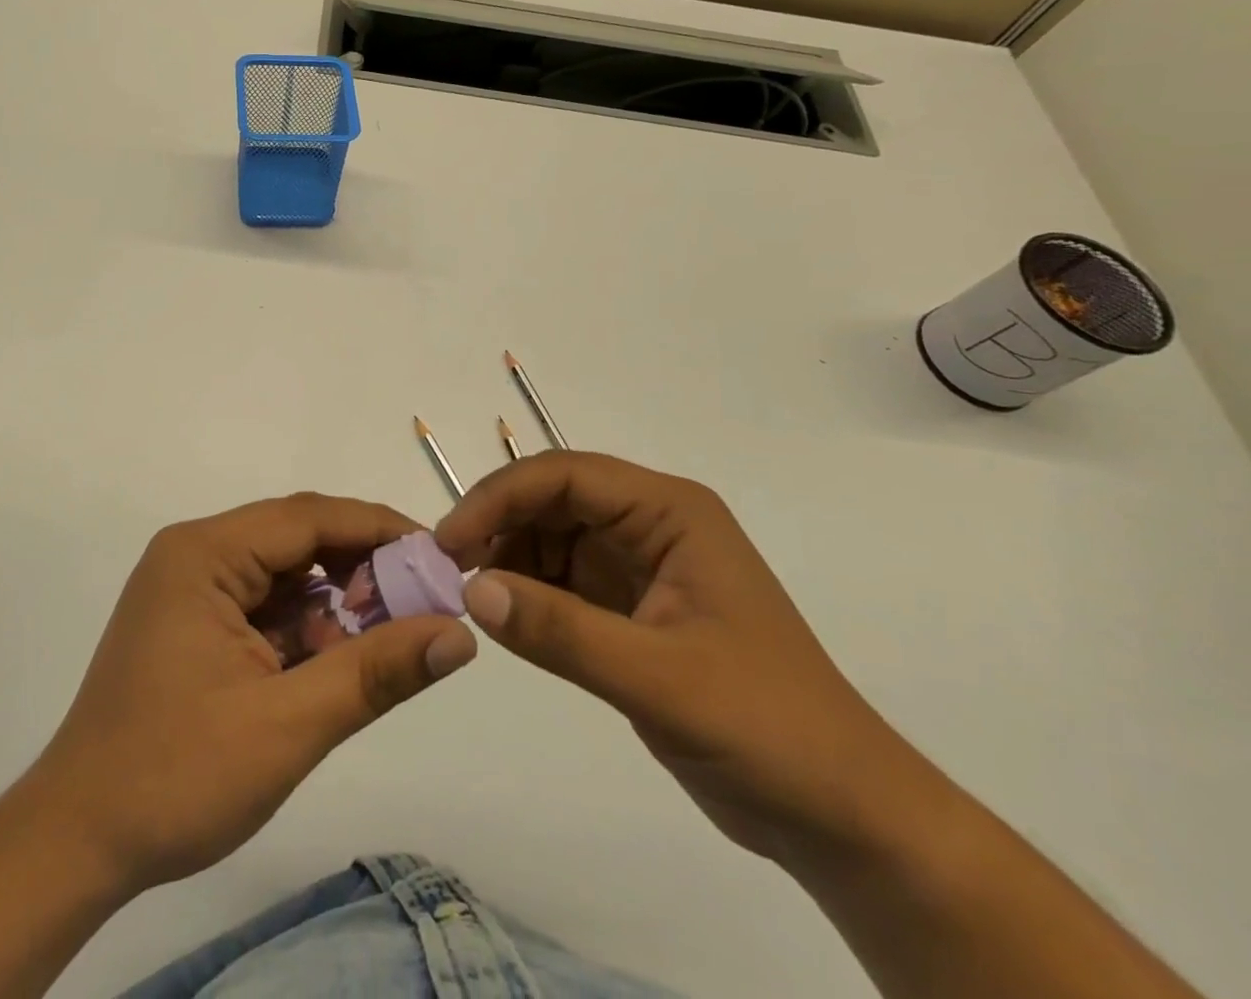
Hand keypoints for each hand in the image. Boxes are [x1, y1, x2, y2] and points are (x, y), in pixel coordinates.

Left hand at [23, 495, 477, 894]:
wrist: (77, 842)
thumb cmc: (175, 775)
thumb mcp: (287, 725)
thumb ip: (375, 673)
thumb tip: (459, 635)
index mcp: (203, 554)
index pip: (307, 517)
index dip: (378, 530)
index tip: (439, 556)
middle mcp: (194, 554)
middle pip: (296, 540)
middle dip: (360, 569)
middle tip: (424, 602)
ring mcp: (190, 588)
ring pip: (283, 574)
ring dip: (335, 601)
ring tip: (388, 635)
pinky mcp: (193, 622)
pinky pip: (264, 605)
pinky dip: (305, 627)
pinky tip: (336, 661)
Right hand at [437, 451, 930, 867]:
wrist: (843, 816)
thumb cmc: (767, 728)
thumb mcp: (659, 679)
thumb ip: (561, 630)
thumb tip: (471, 589)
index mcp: (670, 513)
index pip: (566, 475)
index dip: (500, 497)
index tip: (449, 542)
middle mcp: (652, 524)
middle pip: (553, 498)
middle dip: (498, 525)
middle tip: (447, 569)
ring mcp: (640, 565)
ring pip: (551, 535)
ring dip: (507, 557)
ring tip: (470, 596)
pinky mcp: (630, 607)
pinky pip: (561, 579)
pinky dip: (526, 590)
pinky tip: (503, 616)